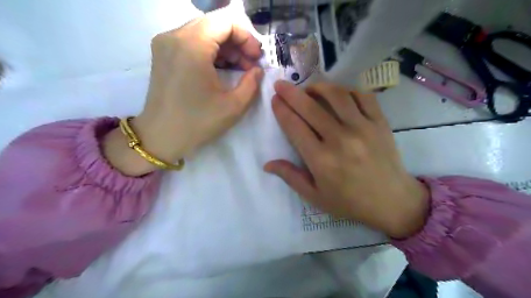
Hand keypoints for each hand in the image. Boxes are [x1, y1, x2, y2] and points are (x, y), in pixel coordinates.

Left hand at [102, 8, 262, 175]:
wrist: (161, 137)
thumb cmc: (197, 122)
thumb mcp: (233, 106)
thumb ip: (252, 83)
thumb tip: (257, 70)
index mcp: (192, 45)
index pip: (226, 21)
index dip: (247, 37)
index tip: (256, 58)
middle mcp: (174, 36)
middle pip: (214, 24)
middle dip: (238, 42)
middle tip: (250, 65)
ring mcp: (165, 43)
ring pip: (204, 32)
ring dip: (226, 47)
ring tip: (239, 69)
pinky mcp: (163, 53)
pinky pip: (192, 42)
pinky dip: (211, 51)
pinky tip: (221, 69)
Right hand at [263, 80, 428, 238]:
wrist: (392, 202)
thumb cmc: (349, 202)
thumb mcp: (315, 196)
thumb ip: (291, 177)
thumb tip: (267, 164)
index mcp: (321, 160)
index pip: (294, 127)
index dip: (281, 110)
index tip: (274, 99)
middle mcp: (340, 139)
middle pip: (310, 108)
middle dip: (291, 93)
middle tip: (281, 84)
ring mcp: (363, 128)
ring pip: (336, 96)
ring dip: (319, 87)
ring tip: (309, 88)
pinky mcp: (380, 123)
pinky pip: (363, 97)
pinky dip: (348, 90)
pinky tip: (339, 94)